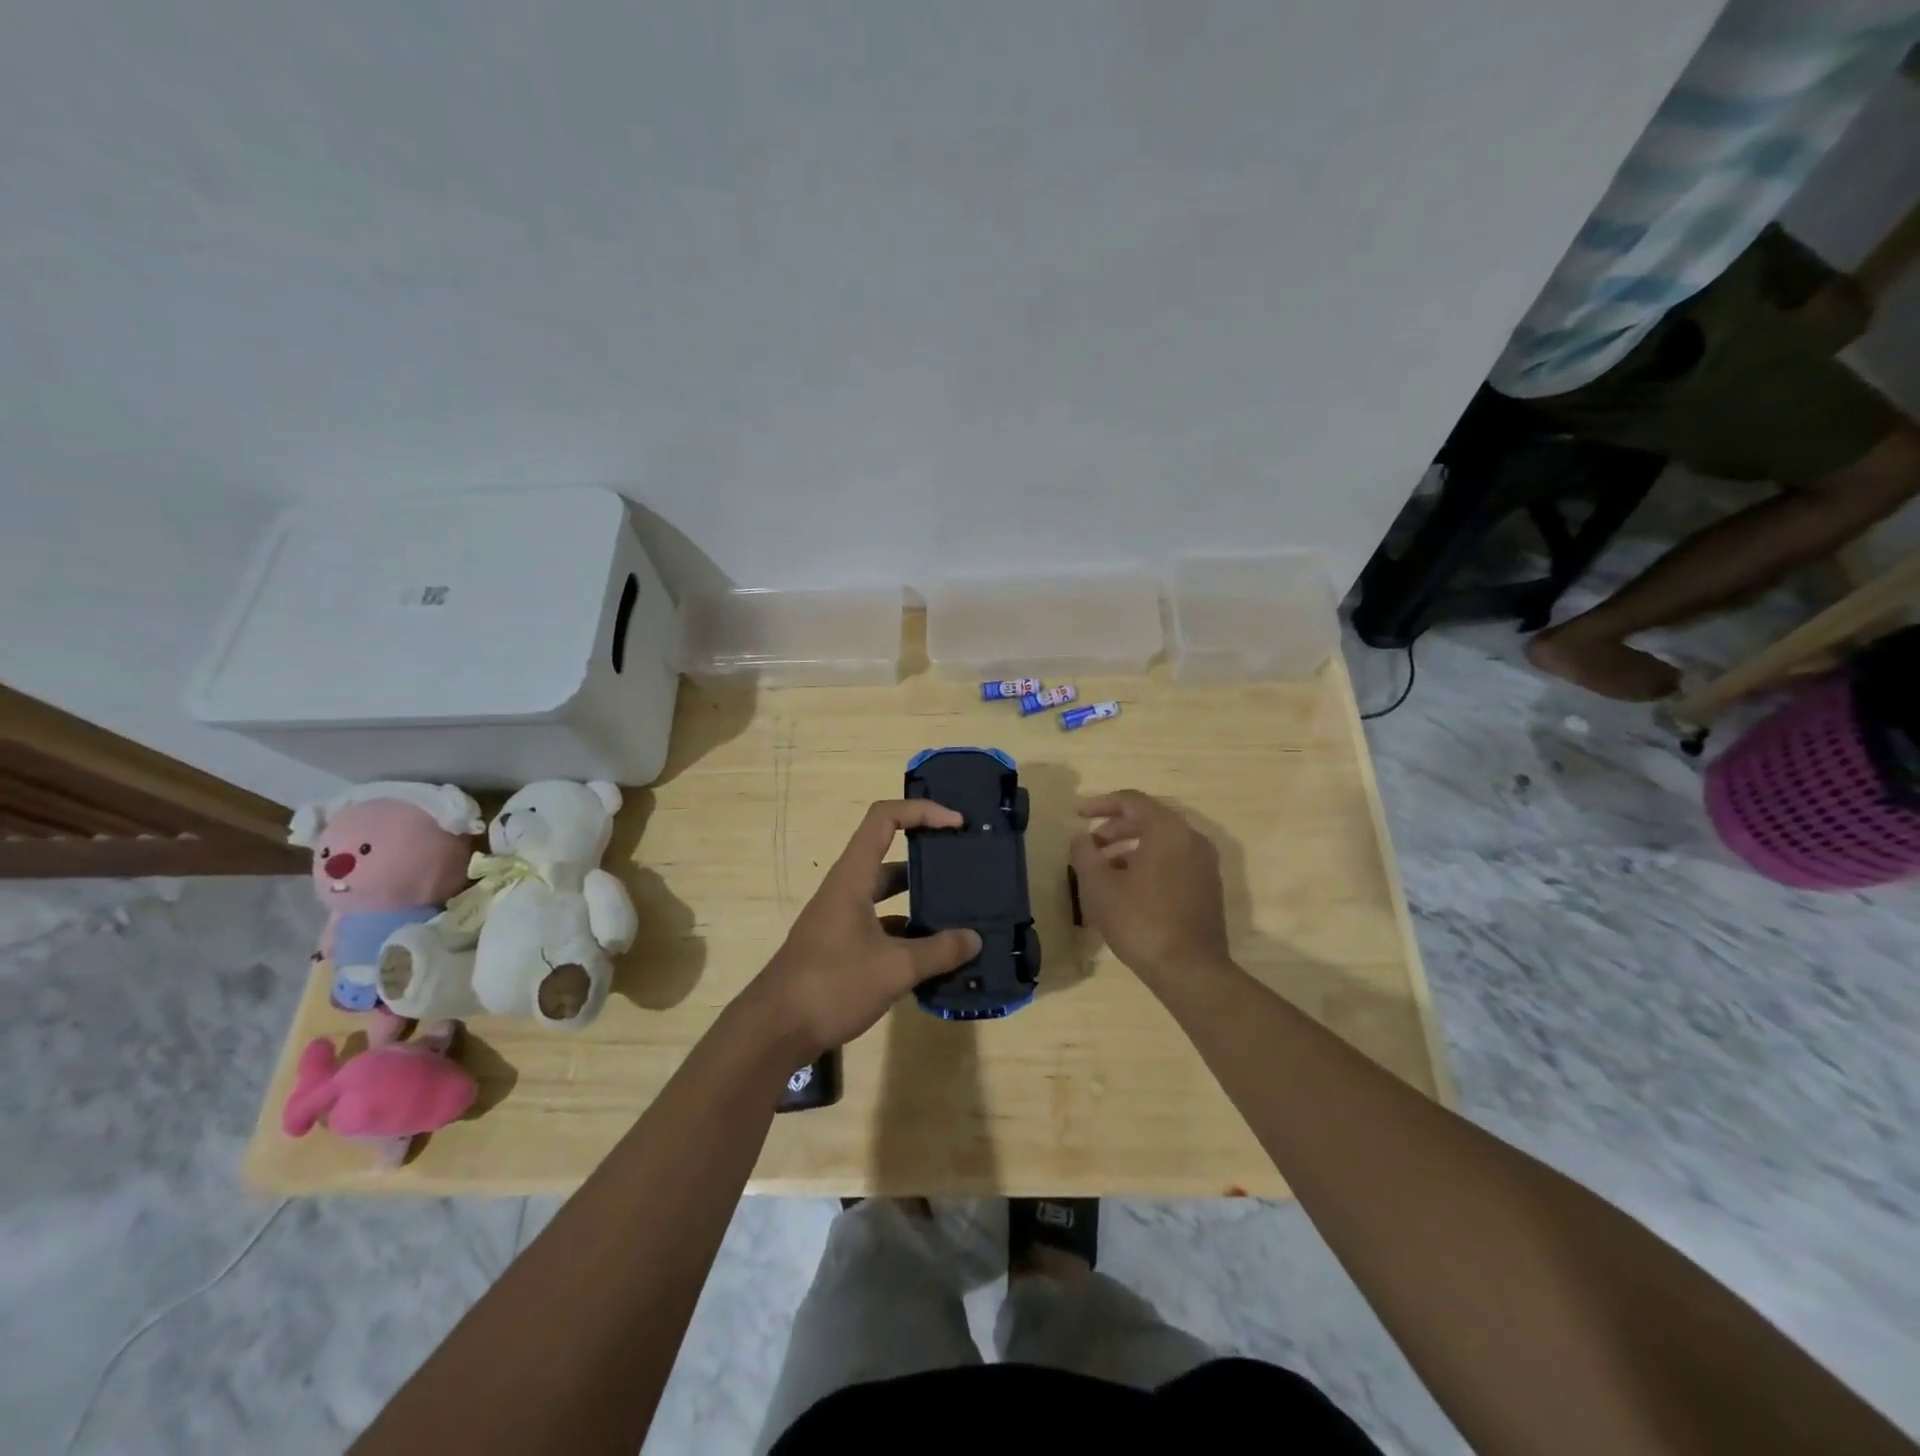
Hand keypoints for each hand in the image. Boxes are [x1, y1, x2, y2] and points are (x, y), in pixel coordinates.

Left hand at [748, 800, 981, 1059]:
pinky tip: (934, 956)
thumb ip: (938, 952)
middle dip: (928, 858)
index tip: (957, 824)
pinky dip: (907, 934)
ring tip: (959, 914)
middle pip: (889, 857)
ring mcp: (841, 920)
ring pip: (886, 896)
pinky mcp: (840, 949)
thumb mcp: (894, 968)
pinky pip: (881, 927)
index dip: (921, 811)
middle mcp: (846, 890)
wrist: (773, 1031)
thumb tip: (974, 939)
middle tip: (965, 870)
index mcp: (853, 878)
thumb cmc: (831, 985)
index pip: (885, 819)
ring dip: (919, 901)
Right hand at [1069, 790, 1230, 985]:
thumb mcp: (1099, 886)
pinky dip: (1149, 864)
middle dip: (1115, 828)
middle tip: (1090, 844)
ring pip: (1162, 843)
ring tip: (1104, 869)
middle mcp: (1192, 839)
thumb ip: (1085, 853)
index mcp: (1168, 830)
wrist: (1190, 970)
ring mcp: (1204, 864)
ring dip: (1130, 848)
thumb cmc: (1140, 921)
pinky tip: (1128, 888)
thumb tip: (1082, 838)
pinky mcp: (1208, 888)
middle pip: (1149, 820)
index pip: (1131, 801)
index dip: (1100, 804)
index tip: (1077, 815)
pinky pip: (1174, 861)